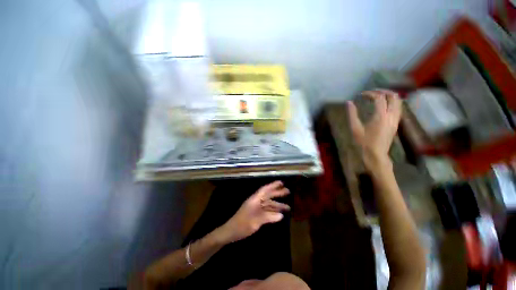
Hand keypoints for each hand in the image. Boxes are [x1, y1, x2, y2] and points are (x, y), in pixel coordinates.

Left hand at [219, 181, 289, 242]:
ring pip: (268, 204)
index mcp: (255, 199)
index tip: (282, 183)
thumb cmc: (242, 224)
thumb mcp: (256, 221)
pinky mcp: (256, 214)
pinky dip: (273, 211)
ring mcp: (256, 208)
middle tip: (288, 191)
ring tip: (287, 207)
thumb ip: (268, 217)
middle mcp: (256, 201)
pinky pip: (266, 210)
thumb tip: (281, 215)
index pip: (265, 189)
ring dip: (277, 204)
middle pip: (268, 195)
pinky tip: (279, 214)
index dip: (273, 185)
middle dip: (277, 193)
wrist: (231, 231)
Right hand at [347, 90, 401, 168]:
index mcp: (381, 116)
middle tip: (372, 92)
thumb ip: (352, 114)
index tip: (361, 94)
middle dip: (383, 91)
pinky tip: (384, 105)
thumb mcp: (355, 128)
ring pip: (398, 101)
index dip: (370, 93)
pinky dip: (392, 102)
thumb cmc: (364, 142)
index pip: (379, 98)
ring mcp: (396, 119)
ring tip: (378, 96)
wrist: (376, 154)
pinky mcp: (396, 123)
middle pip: (393, 96)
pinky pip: (398, 108)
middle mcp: (391, 115)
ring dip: (389, 96)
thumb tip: (349, 103)